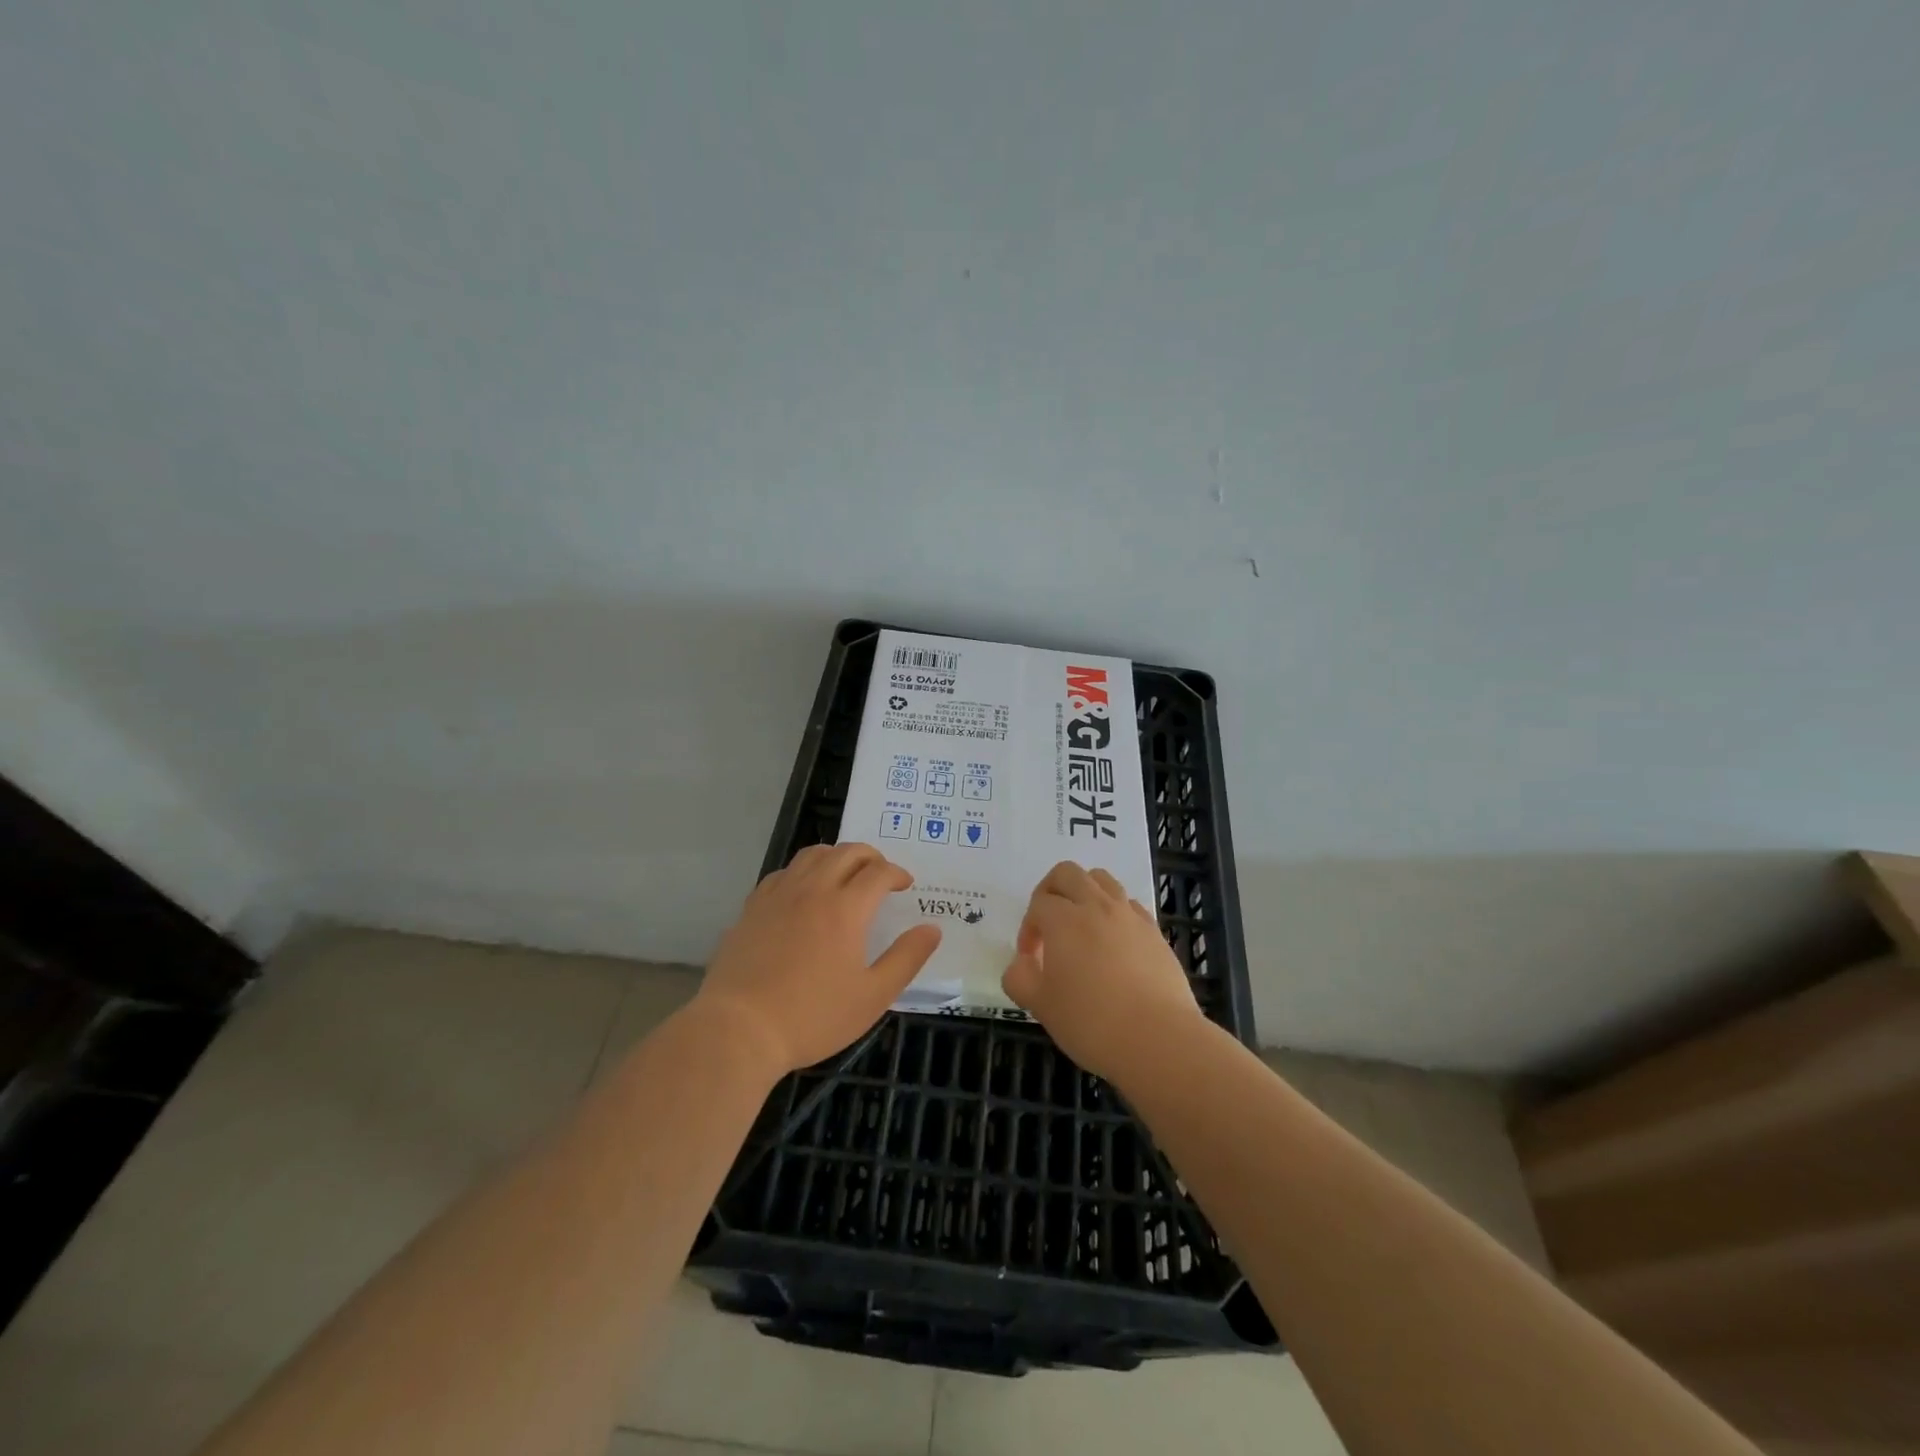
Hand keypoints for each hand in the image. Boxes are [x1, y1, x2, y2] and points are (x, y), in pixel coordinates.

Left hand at [697, 843, 941, 1074]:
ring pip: (812, 855)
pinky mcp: (752, 907)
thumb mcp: (872, 996)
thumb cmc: (812, 1016)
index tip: (905, 884)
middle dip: (870, 856)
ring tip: (845, 874)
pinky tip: (803, 891)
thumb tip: (931, 929)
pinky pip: (783, 872)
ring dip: (836, 856)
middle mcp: (813, 890)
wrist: (739, 1029)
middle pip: (846, 852)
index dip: (896, 873)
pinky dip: (803, 871)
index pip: (878, 872)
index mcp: (845, 908)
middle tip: (880, 874)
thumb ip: (906, 958)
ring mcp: (778, 895)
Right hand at [1001, 861, 1203, 1079]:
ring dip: (1084, 892)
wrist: (1159, 1039)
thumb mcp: (1040, 1006)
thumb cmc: (1091, 1022)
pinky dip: (1114, 911)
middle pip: (1067, 873)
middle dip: (1051, 891)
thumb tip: (1022, 963)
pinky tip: (1114, 943)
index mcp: (1064, 919)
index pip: (1038, 904)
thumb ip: (1019, 978)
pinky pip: (1129, 904)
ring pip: (1102, 880)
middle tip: (1048, 924)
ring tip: (1081, 926)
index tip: (1030, 959)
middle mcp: (1097, 906)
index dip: (1028, 929)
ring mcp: (1130, 916)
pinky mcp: (1155, 932)